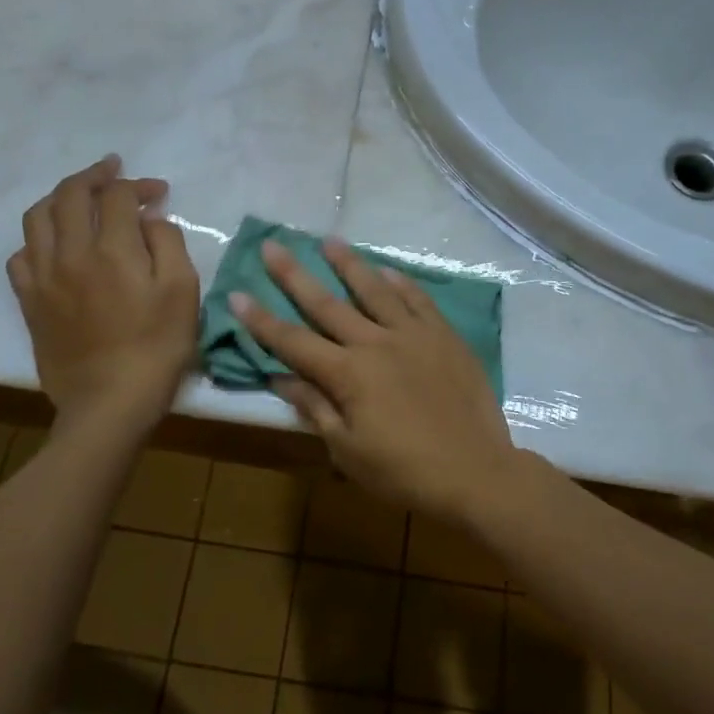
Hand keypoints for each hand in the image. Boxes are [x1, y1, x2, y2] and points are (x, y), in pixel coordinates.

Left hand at [8, 155, 198, 433]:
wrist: (109, 403)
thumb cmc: (157, 348)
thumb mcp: (183, 291)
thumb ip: (168, 243)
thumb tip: (149, 218)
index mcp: (111, 250)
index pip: (117, 195)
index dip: (138, 185)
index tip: (158, 193)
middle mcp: (70, 254)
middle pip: (69, 194)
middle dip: (94, 175)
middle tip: (113, 170)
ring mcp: (43, 278)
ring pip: (36, 217)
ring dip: (59, 197)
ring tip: (79, 196)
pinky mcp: (29, 302)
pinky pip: (21, 255)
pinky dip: (38, 238)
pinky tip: (55, 244)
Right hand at [229, 238, 515, 523]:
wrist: (475, 472)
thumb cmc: (404, 471)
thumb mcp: (348, 450)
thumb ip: (315, 407)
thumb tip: (280, 377)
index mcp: (348, 374)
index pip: (293, 341)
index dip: (262, 320)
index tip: (238, 294)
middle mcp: (375, 343)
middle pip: (327, 304)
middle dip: (294, 275)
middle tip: (273, 245)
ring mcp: (413, 334)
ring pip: (374, 290)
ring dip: (349, 264)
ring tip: (329, 240)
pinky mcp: (444, 336)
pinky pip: (418, 300)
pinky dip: (401, 282)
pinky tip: (387, 270)